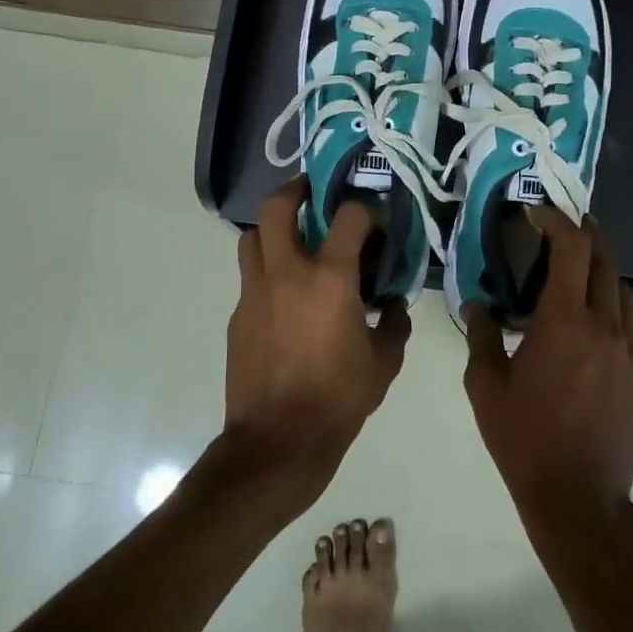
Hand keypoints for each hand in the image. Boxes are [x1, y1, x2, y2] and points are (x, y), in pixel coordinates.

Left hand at [223, 182, 408, 506]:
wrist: (278, 441)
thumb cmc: (339, 399)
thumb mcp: (384, 363)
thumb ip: (394, 325)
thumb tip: (394, 307)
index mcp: (330, 279)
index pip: (348, 217)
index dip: (364, 210)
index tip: (373, 220)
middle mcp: (287, 273)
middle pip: (276, 208)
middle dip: (294, 190)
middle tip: (310, 193)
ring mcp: (255, 293)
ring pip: (252, 238)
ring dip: (272, 230)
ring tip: (293, 241)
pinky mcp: (238, 316)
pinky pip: (251, 280)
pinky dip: (268, 275)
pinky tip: (285, 301)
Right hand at [462, 208, 632, 521]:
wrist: (580, 496)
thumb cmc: (524, 439)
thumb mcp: (486, 387)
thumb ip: (481, 336)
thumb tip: (475, 303)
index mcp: (564, 322)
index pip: (572, 249)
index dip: (557, 221)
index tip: (536, 213)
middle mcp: (603, 325)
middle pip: (604, 259)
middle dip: (585, 232)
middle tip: (562, 224)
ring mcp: (627, 348)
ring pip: (621, 287)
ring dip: (601, 265)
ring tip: (576, 265)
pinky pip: (627, 318)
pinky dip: (610, 298)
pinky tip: (588, 313)